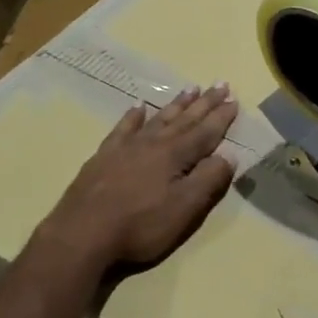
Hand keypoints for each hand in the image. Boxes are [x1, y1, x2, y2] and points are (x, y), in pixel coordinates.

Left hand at [38, 84, 238, 277]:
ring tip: (190, 88)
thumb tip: (229, 155)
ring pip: (157, 118)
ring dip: (176, 104)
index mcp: (175, 155)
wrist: (82, 233)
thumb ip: (208, 180)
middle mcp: (153, 143)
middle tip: (220, 84)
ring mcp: (126, 147)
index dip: (221, 118)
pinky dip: (133, 116)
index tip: (234, 100)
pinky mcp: (104, 156)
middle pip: (184, 119)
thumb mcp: (184, 208)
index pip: (205, 132)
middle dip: (204, 103)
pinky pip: (123, 128)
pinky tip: (138, 107)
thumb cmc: (140, 225)